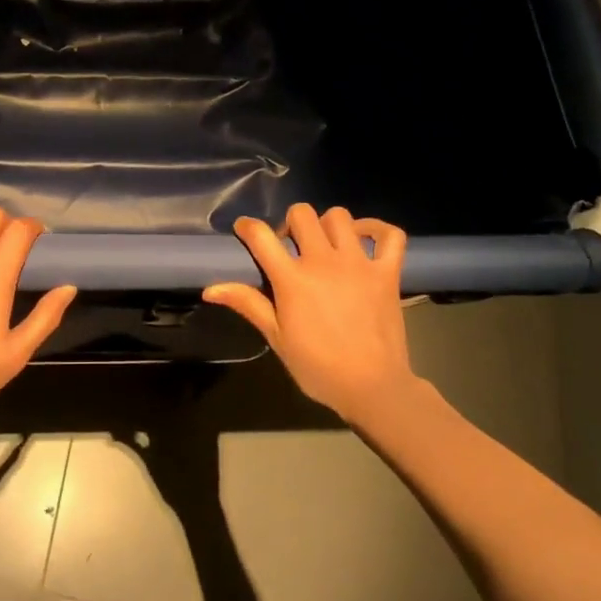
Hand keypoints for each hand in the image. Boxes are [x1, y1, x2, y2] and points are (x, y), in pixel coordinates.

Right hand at [202, 204, 421, 423]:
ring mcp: (359, 263)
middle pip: (302, 214)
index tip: (245, 231)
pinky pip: (390, 234)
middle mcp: (324, 261)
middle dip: (290, 223)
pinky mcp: (387, 272)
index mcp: (292, 279)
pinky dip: (377, 229)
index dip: (248, 227)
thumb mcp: (276, 337)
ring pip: (340, 217)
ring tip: (325, 245)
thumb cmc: (318, 366)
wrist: (372, 386)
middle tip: (291, 246)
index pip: (261, 236)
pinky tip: (365, 239)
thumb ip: (247, 304)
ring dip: (328, 225)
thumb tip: (210, 289)